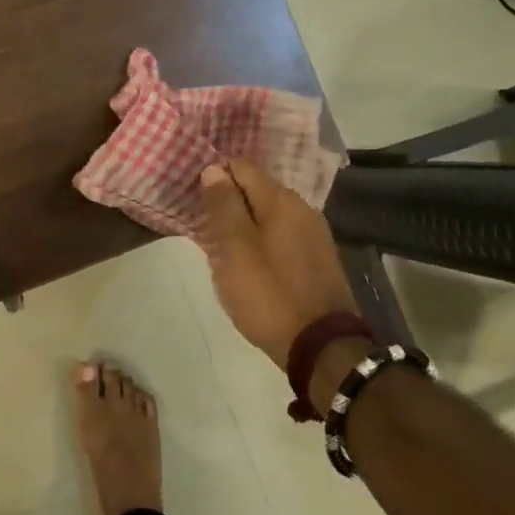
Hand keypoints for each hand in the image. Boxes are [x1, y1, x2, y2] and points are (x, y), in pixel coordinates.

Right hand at [196, 161, 356, 368]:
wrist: (321, 347)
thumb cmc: (269, 294)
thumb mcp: (235, 249)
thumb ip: (224, 206)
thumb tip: (214, 169)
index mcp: (282, 200)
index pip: (242, 167)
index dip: (214, 175)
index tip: (193, 195)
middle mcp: (303, 208)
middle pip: (256, 190)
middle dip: (228, 201)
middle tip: (202, 223)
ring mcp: (314, 235)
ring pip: (269, 215)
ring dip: (244, 223)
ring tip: (220, 245)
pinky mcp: (318, 259)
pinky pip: (281, 236)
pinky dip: (261, 240)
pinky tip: (248, 262)